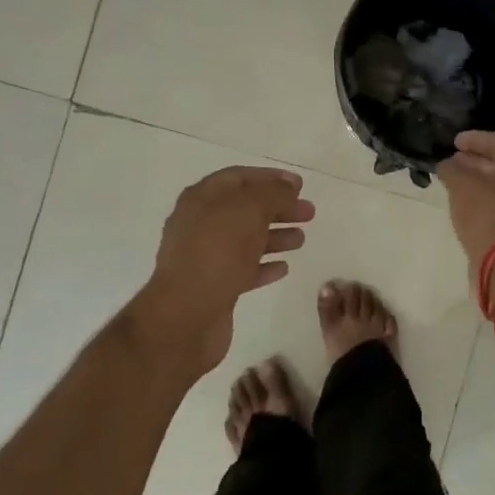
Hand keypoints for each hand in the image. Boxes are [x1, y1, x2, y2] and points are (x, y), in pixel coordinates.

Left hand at [130, 166, 315, 377]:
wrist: (185, 316)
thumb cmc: (216, 254)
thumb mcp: (248, 211)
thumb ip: (272, 194)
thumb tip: (287, 186)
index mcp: (201, 199)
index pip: (238, 178)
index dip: (270, 178)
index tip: (300, 185)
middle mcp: (200, 224)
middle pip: (244, 209)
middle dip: (278, 208)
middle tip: (309, 212)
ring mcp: (205, 257)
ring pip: (245, 239)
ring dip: (275, 236)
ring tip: (301, 239)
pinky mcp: (214, 286)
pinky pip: (243, 269)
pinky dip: (264, 265)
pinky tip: (284, 267)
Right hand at [436, 131, 494, 276]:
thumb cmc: (487, 212)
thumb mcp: (461, 184)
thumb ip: (452, 169)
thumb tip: (447, 164)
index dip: (475, 139)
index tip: (455, 141)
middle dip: (477, 161)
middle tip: (454, 160)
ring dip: (481, 182)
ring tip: (457, 183)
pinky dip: (486, 201)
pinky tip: (468, 206)